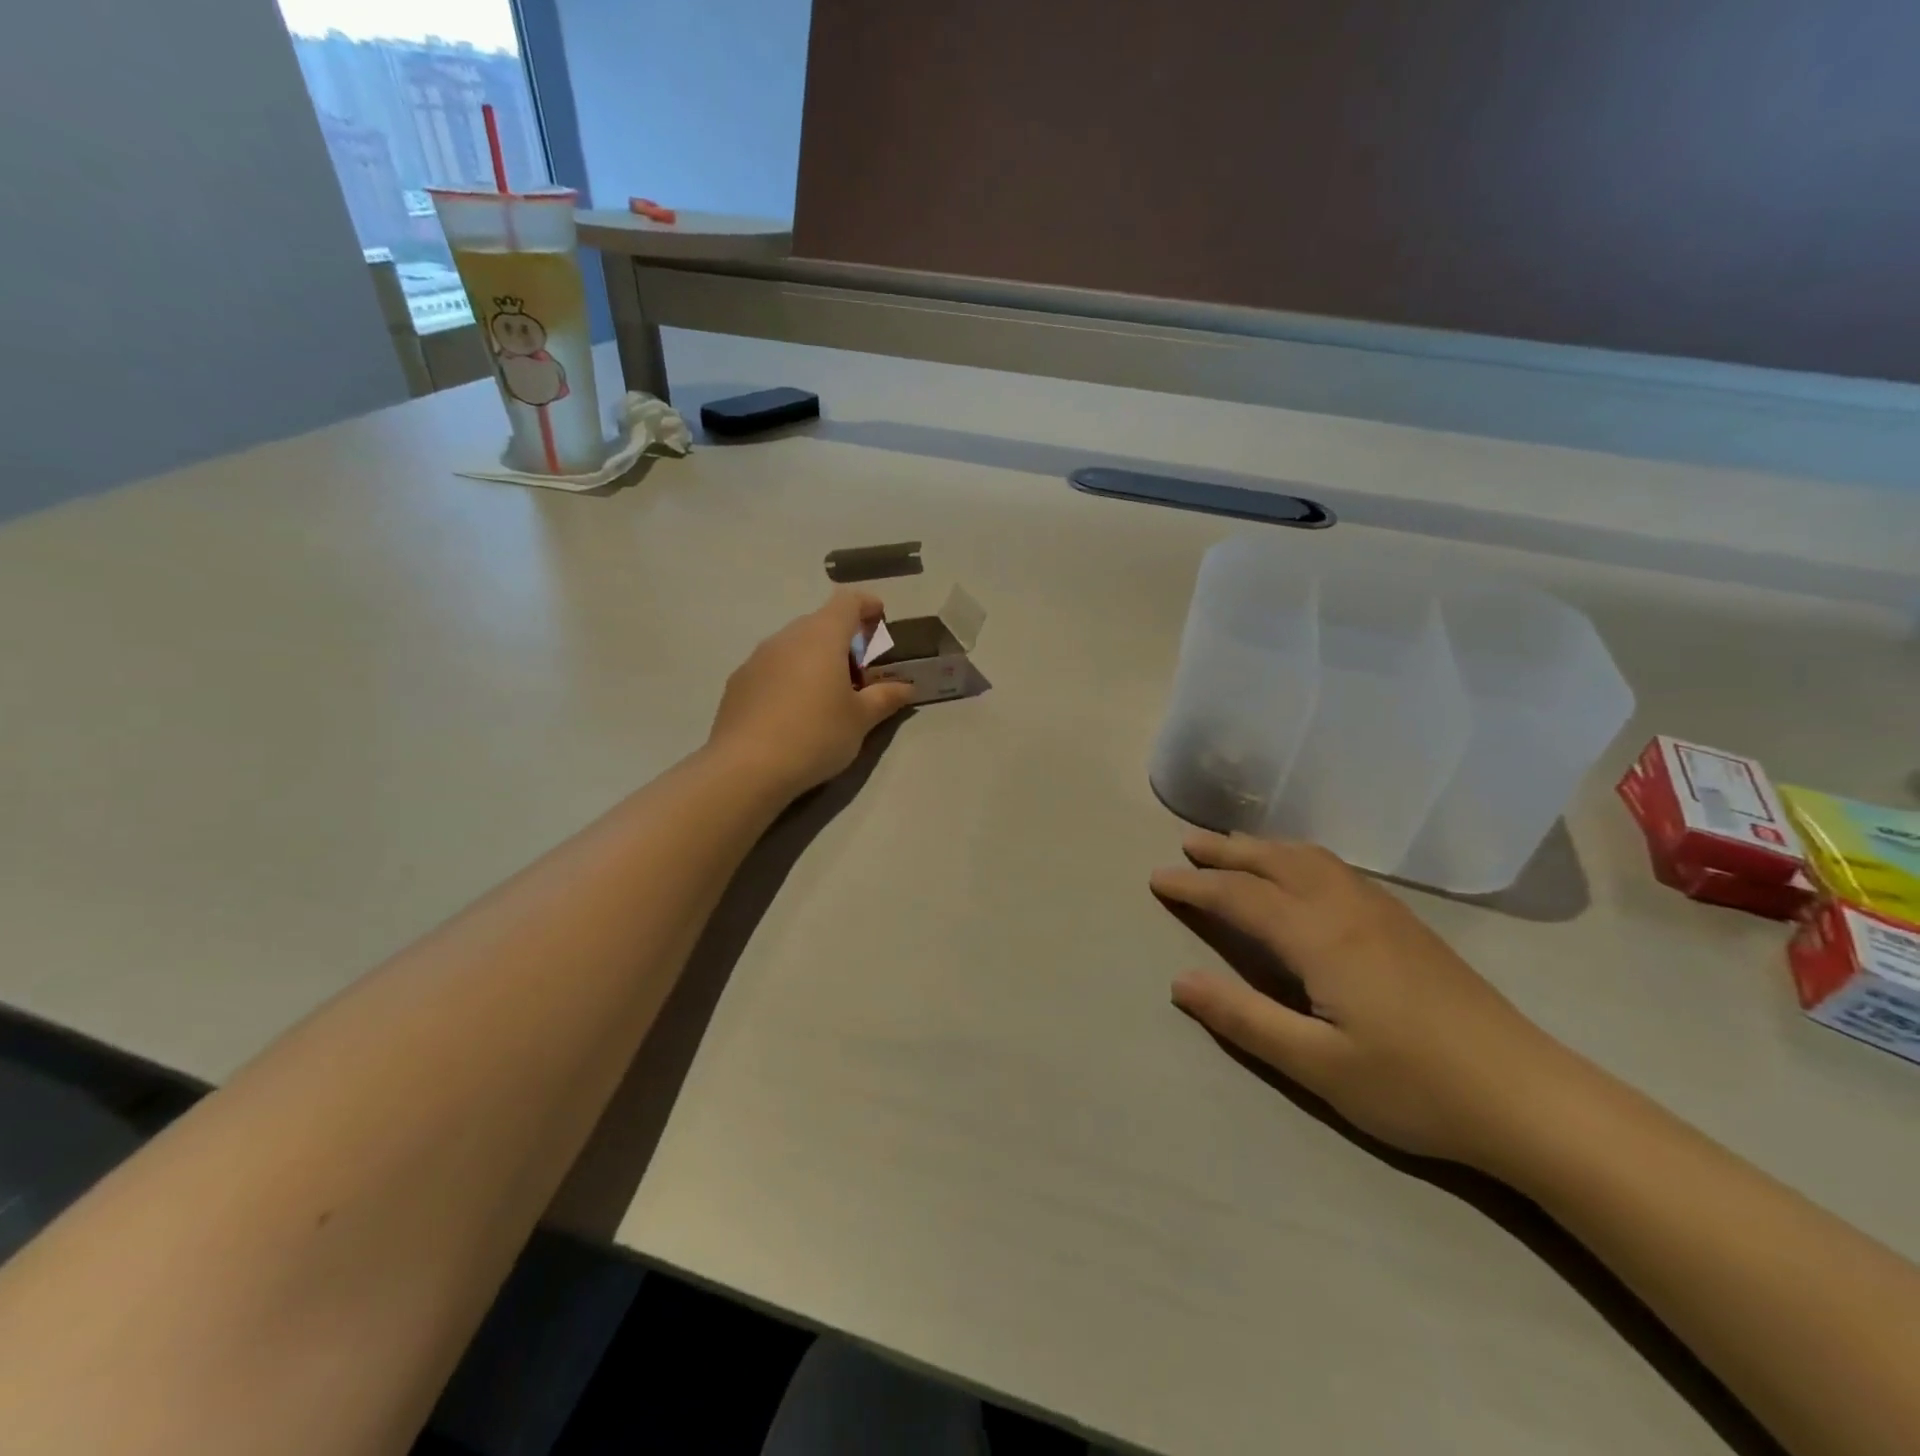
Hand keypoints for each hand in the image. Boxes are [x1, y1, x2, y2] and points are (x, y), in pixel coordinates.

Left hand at [709, 591, 915, 796]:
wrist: (746, 767)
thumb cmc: (815, 735)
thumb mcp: (860, 720)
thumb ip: (885, 698)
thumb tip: (906, 687)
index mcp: (822, 637)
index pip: (848, 601)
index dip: (867, 605)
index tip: (880, 619)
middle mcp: (787, 637)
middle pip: (820, 623)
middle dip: (843, 639)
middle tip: (860, 672)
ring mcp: (757, 658)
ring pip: (794, 646)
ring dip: (815, 658)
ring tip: (827, 695)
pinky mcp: (738, 682)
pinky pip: (772, 668)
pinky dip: (790, 677)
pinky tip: (794, 712)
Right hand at [1151, 832, 1574, 1167]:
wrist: (1530, 1098)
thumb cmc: (1415, 1086)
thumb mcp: (1317, 1066)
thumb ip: (1244, 1019)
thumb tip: (1180, 981)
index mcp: (1320, 935)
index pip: (1240, 896)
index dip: (1195, 886)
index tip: (1157, 879)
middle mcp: (1347, 907)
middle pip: (1275, 860)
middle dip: (1227, 850)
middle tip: (1187, 845)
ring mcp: (1382, 911)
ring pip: (1310, 858)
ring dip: (1265, 847)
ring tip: (1235, 848)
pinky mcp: (1406, 924)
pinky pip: (1336, 868)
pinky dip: (1299, 857)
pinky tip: (1301, 874)